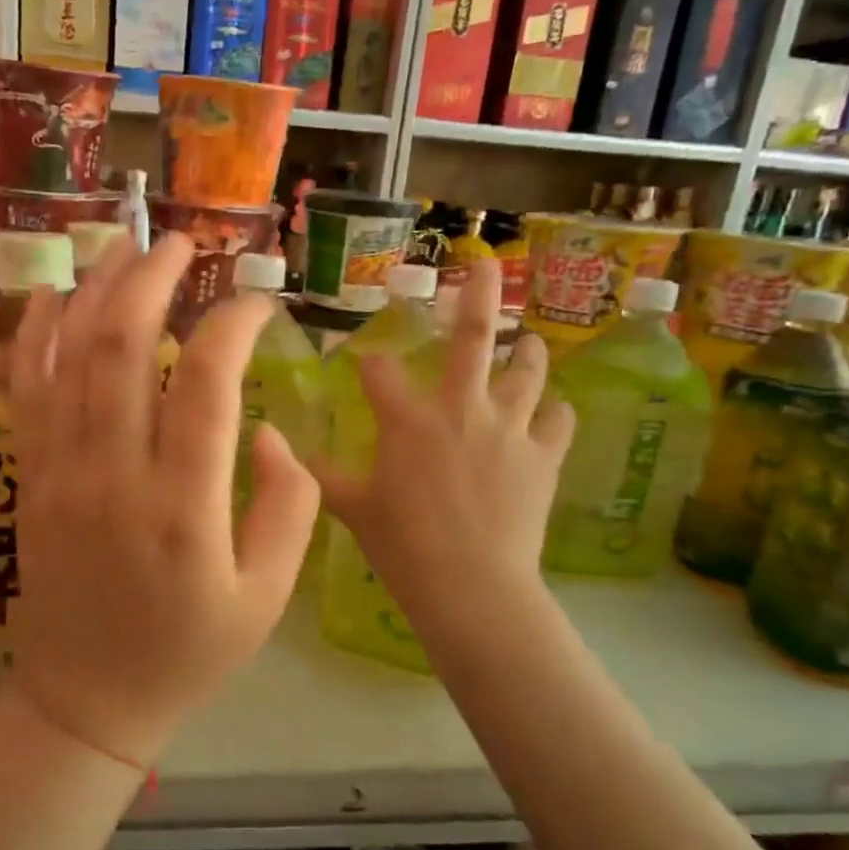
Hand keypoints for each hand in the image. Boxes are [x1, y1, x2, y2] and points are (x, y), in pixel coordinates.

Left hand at [8, 233, 320, 769]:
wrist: (87, 700)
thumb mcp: (268, 595)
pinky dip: (33, 335)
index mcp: (184, 507)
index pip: (209, 383)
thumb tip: (265, 428)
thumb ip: (289, 505)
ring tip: (123, 244)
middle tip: (182, 243)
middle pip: (125, 348)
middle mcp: (115, 475)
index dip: (234, 325)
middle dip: (153, 279)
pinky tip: (50, 293)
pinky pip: (25, 391)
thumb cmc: (188, 652)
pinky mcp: (30, 479)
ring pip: (70, 356)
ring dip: (97, 290)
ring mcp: (61, 472)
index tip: (258, 304)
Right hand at [310, 258, 574, 646]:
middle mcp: (460, 409)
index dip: (368, 364)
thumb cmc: (402, 545)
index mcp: (408, 420)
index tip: (364, 363)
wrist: (470, 584)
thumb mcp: (353, 509)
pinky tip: (554, 413)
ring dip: (526, 353)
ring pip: (526, 373)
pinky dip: (556, 413)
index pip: (379, 373)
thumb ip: (324, 476)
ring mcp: (508, 429)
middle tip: (485, 265)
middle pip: (472, 339)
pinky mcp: (543, 457)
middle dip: (478, 296)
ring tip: (528, 342)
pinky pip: (558, 421)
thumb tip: (290, 456)